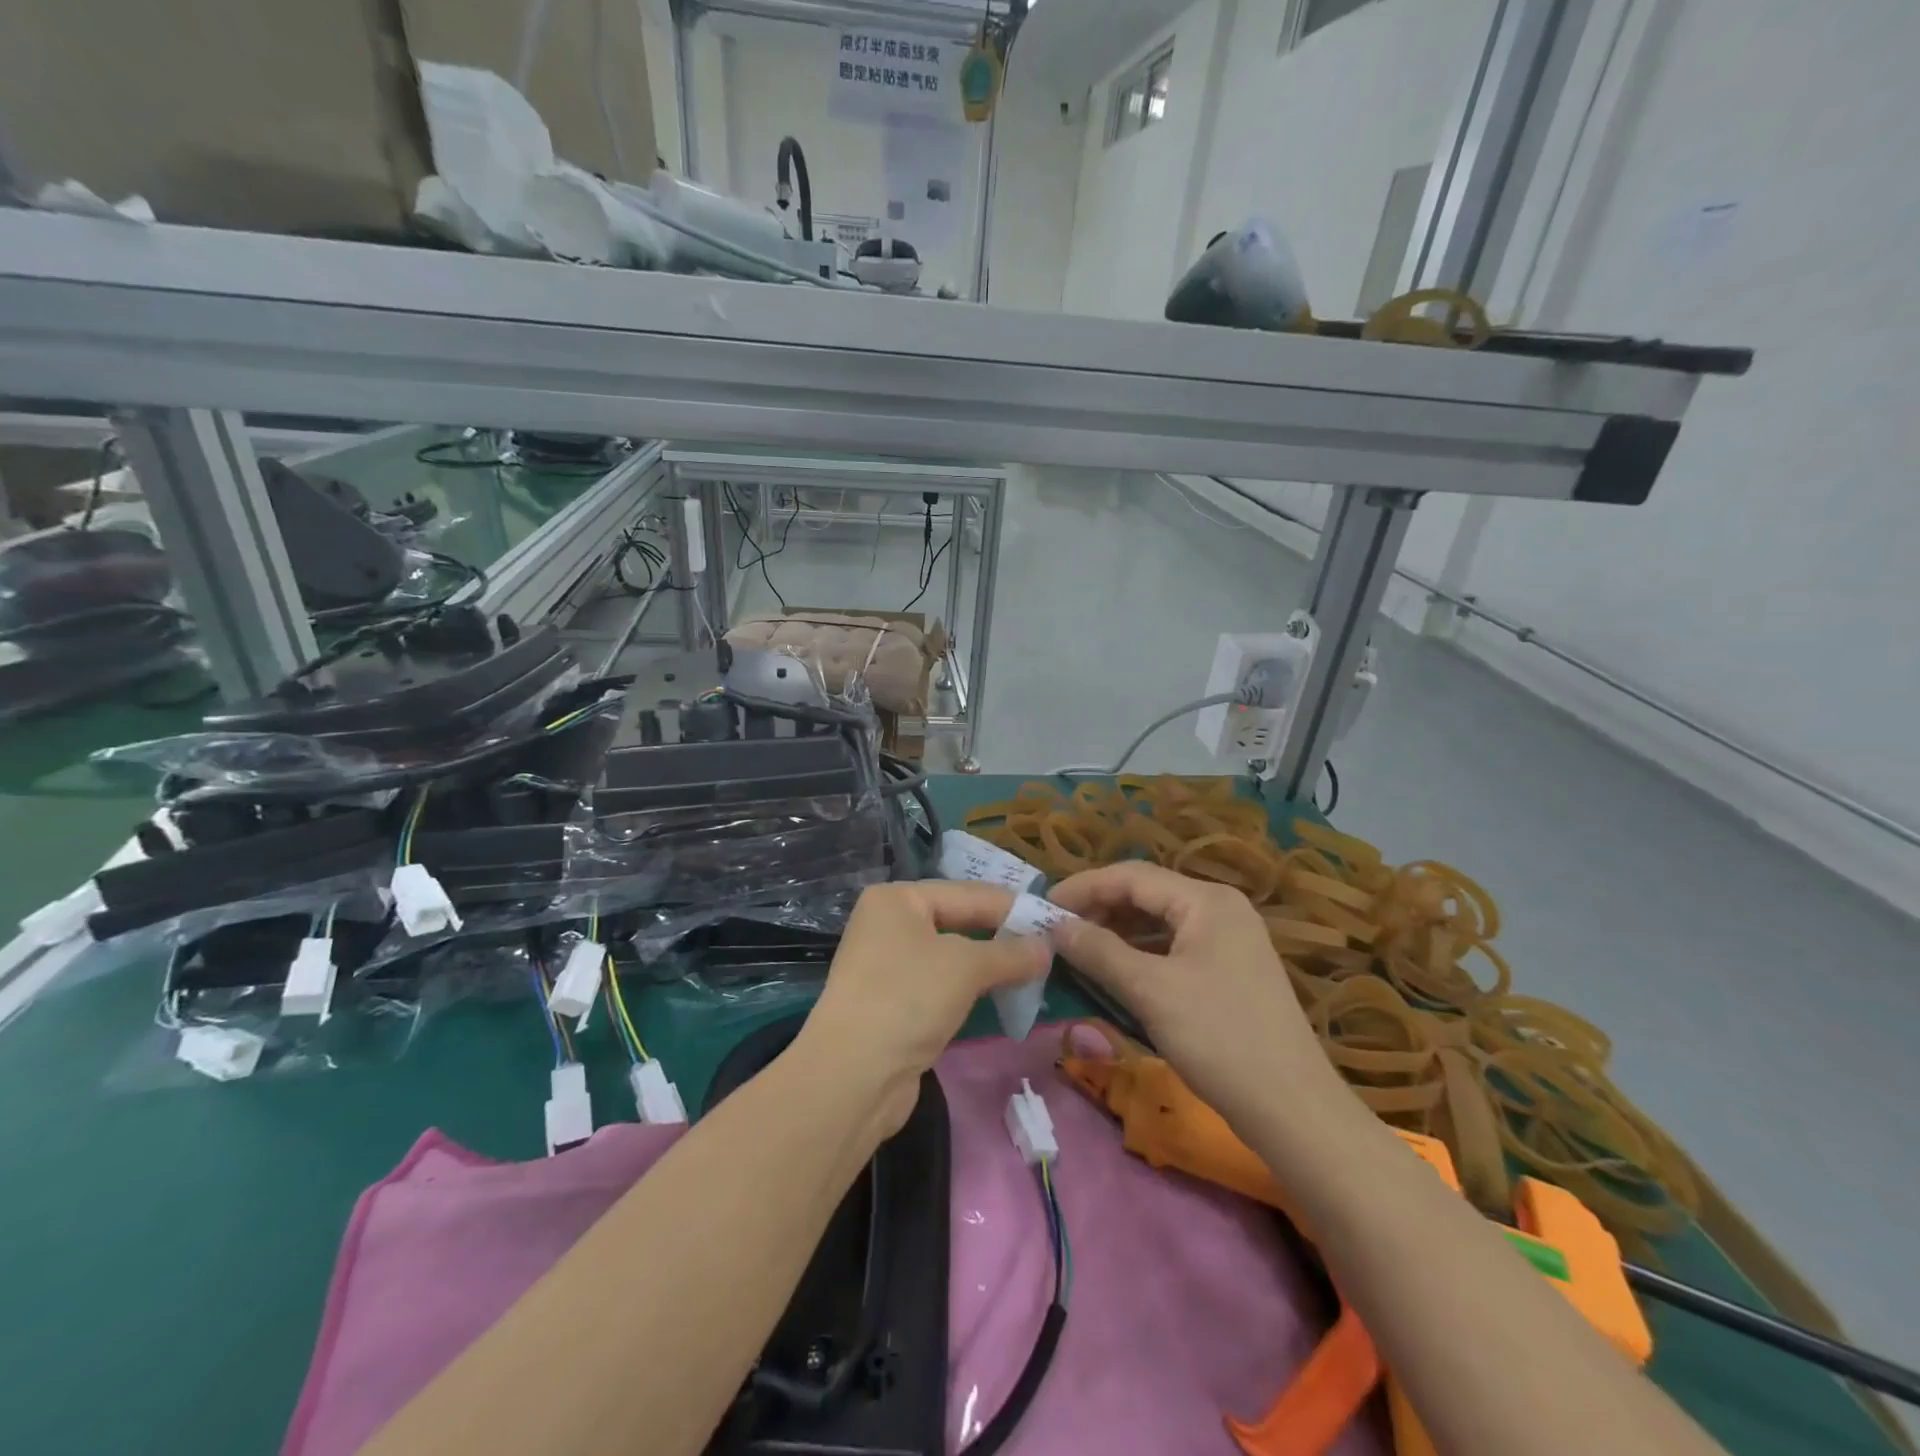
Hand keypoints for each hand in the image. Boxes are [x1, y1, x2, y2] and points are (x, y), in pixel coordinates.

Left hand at [795, 881, 1048, 1136]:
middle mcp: (888, 923)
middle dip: (1002, 935)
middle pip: (958, 921)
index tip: (1054, 919)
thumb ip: (1011, 953)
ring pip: (951, 955)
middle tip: (1049, 945)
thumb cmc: (909, 998)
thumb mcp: (967, 966)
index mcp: (898, 899)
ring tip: (1033, 971)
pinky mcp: (891, 1002)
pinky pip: (940, 984)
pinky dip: (969, 988)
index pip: (968, 893)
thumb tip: (1047, 946)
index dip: (1013, 907)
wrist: (852, 1076)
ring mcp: (887, 964)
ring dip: (989, 964)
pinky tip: (999, 995)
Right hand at [1047, 862, 1342, 1131]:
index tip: (1042, 908)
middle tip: (1056, 933)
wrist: (1292, 1110)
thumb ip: (1099, 951)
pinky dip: (1140, 955)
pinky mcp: (1229, 971)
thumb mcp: (1150, 991)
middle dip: (1099, 910)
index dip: (1083, 888)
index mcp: (1206, 900)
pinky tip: (1116, 973)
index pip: (1132, 876)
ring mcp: (1229, 940)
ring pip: (1159, 923)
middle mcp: (1220, 909)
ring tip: (1078, 951)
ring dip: (1117, 933)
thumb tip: (1054, 926)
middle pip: (1146, 894)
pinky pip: (1173, 948)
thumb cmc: (1218, 1038)